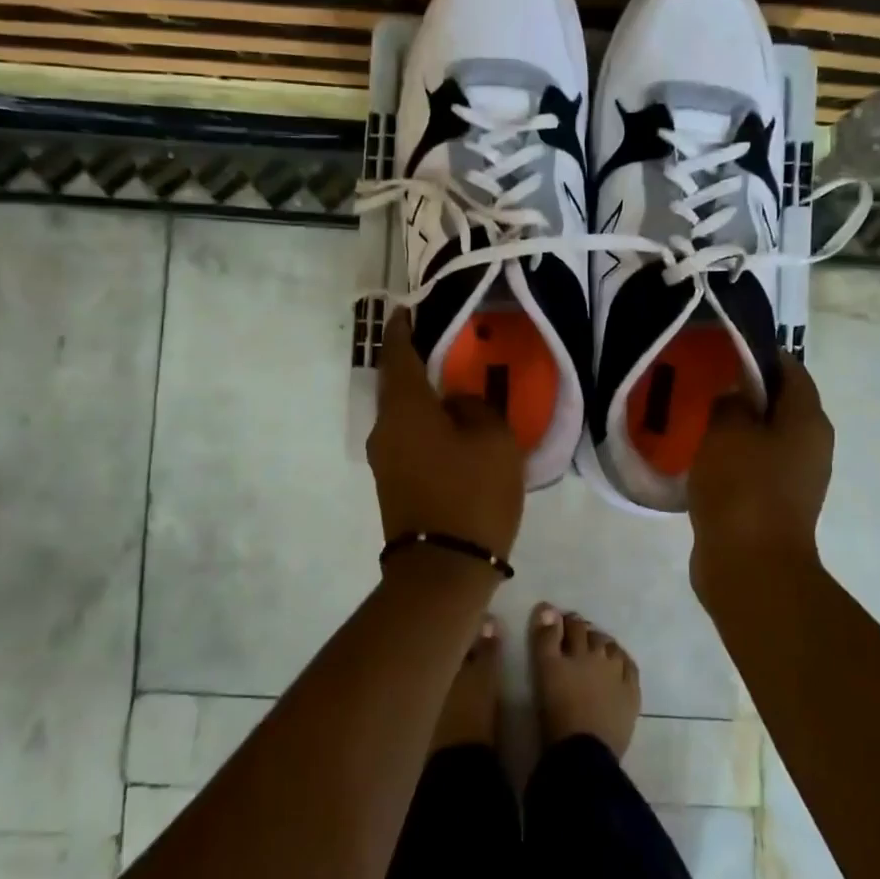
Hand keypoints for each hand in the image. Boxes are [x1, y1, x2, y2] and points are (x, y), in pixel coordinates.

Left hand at [365, 309, 525, 559]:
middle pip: (397, 384)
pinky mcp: (393, 483)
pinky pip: (409, 439)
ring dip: (424, 398)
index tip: (409, 308)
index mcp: (405, 408)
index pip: (397, 353)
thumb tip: (457, 404)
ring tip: (457, 389)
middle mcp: (385, 428)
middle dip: (417, 362)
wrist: (443, 570)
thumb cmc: (471, 494)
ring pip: (404, 414)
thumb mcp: (494, 439)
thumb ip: (475, 407)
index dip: (403, 328)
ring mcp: (385, 459)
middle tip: (446, 347)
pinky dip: (426, 425)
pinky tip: (454, 429)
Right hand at [688, 355, 831, 597]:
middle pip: (778, 404)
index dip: (758, 354)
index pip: (790, 369)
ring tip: (693, 416)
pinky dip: (730, 457)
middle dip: (742, 390)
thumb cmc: (743, 488)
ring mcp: (793, 480)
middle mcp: (809, 446)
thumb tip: (734, 392)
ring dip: (733, 426)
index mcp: (808, 421)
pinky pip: (751, 467)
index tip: (721, 348)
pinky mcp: (772, 505)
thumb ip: (731, 400)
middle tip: (702, 381)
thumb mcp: (728, 430)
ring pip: (763, 437)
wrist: (750, 567)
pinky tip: (698, 457)